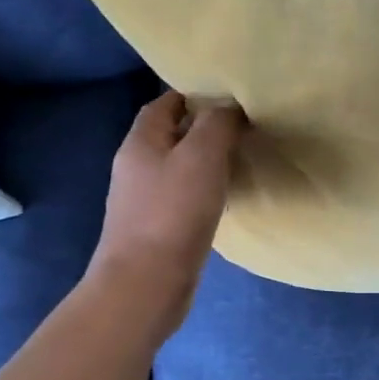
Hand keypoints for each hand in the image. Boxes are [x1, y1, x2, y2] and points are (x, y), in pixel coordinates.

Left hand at [89, 90, 243, 338]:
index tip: (230, 97)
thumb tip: (229, 106)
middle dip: (202, 128)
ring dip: (204, 162)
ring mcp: (143, 201)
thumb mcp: (202, 156)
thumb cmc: (174, 213)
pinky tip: (224, 199)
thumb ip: (217, 124)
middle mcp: (136, 167)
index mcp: (141, 142)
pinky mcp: (156, 230)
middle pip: (170, 135)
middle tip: (242, 128)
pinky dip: (202, 191)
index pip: (164, 103)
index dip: (194, 95)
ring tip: (239, 160)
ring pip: (177, 168)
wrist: (146, 284)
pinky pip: (181, 198)